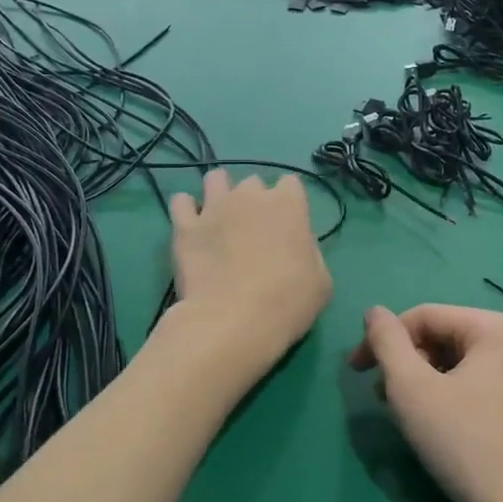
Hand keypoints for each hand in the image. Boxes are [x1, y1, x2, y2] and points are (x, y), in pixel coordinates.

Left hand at [170, 171, 330, 363]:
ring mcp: (214, 207)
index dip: (288, 204)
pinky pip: (181, 202)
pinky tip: (192, 226)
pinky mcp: (185, 226)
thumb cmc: (288, 303)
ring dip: (220, 194)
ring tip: (220, 219)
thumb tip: (297, 244)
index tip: (287, 226)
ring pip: (215, 179)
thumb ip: (310, 251)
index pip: (290, 184)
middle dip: (254, 200)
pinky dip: (186, 210)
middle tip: (252, 231)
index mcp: (289, 203)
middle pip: (253, 183)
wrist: (234, 321)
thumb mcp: (321, 280)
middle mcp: (251, 195)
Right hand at [351, 305, 502, 501]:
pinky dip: (461, 397)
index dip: (383, 339)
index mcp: (498, 328)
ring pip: (469, 364)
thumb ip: (387, 342)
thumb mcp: (412, 389)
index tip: (357, 371)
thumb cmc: (465, 445)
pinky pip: (491, 387)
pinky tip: (450, 429)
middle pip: (449, 338)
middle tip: (385, 398)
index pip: (425, 316)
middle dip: (411, 363)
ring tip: (413, 415)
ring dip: (432, 381)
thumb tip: (375, 312)